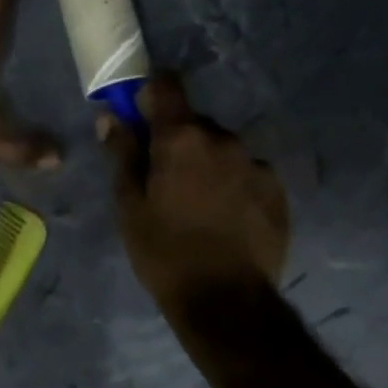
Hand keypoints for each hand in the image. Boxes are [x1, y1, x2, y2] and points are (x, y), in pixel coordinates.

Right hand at [101, 73, 289, 312]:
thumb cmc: (165, 252)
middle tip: (166, 178)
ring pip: (222, 149)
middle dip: (179, 140)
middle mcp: (223, 139)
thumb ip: (122, 154)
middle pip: (195, 123)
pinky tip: (226, 217)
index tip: (142, 113)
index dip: (152, 93)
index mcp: (182, 138)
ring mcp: (255, 163)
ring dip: (208, 162)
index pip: (167, 86)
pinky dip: (233, 183)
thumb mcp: (130, 205)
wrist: (226, 302)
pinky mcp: (277, 189)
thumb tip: (110, 116)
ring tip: (199, 204)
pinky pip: (247, 172)